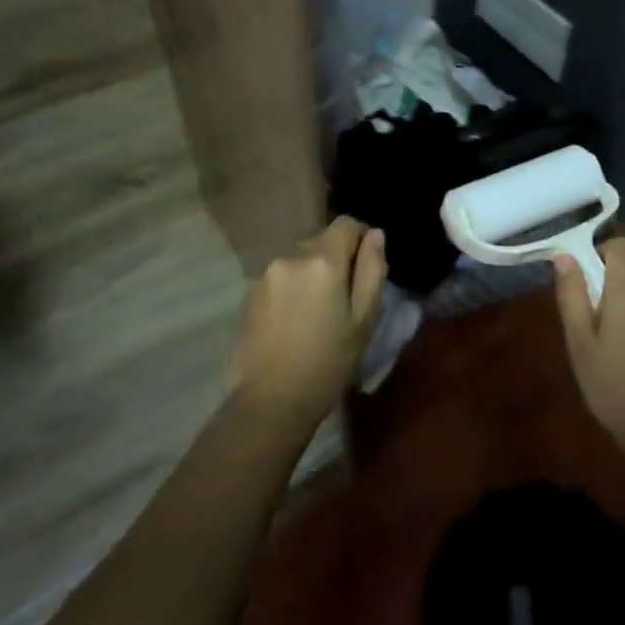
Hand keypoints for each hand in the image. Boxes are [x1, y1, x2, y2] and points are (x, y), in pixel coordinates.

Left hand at [231, 216, 387, 433]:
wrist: (271, 401)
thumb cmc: (328, 363)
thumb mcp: (363, 319)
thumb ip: (372, 270)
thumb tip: (375, 234)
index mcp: (323, 260)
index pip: (346, 223)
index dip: (360, 239)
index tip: (364, 268)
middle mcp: (291, 256)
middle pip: (321, 239)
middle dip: (336, 258)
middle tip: (343, 298)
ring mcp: (266, 273)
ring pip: (300, 258)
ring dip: (312, 272)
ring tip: (317, 312)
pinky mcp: (249, 291)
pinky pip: (281, 275)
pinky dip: (292, 286)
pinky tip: (294, 320)